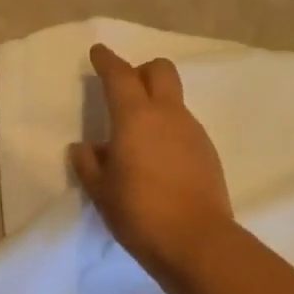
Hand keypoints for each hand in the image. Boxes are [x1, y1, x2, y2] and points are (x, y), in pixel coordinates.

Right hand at [69, 44, 234, 281]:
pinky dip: (168, 130)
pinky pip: (184, 127)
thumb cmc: (139, 213)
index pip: (120, 76)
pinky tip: (157, 160)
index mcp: (136, 117)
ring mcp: (193, 132)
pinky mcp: (208, 152)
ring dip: (155, 104)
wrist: (196, 241)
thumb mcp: (101, 191)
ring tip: (136, 138)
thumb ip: (88, 164)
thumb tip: (85, 147)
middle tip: (124, 89)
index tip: (98, 52)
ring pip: (174, 100)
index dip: (107, 61)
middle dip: (140, 71)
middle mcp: (168, 115)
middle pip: (160, 71)